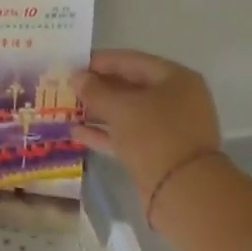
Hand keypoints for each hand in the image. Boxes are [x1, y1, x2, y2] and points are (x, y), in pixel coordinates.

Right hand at [72, 50, 222, 211]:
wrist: (182, 190)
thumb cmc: (154, 134)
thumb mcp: (119, 107)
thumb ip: (95, 90)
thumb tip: (76, 77)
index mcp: (175, 78)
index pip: (131, 60)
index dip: (100, 61)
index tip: (72, 64)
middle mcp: (176, 99)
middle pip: (130, 86)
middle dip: (98, 87)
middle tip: (68, 87)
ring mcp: (169, 127)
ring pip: (128, 112)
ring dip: (98, 111)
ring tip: (68, 109)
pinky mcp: (159, 152)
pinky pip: (128, 135)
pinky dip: (105, 133)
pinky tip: (77, 132)